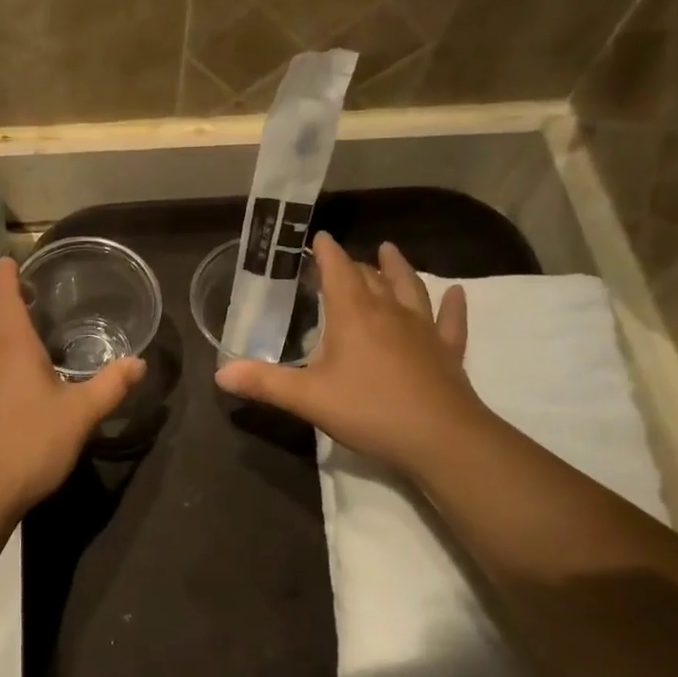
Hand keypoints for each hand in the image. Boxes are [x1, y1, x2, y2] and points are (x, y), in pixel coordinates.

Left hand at [0, 258, 145, 520]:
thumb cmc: (28, 444)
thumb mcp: (79, 416)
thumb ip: (110, 387)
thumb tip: (139, 362)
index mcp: (10, 345)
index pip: (2, 294)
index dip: (6, 274)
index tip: (12, 260)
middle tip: (25, 295)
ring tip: (25, 333)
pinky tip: (14, 380)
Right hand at [215, 233, 488, 477]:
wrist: (440, 438)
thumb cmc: (369, 410)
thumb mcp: (307, 398)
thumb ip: (264, 383)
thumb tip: (220, 373)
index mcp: (353, 315)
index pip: (338, 271)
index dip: (327, 253)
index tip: (320, 237)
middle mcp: (389, 313)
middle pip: (371, 278)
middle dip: (354, 264)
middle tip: (342, 258)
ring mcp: (423, 331)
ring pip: (410, 290)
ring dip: (398, 269)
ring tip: (390, 251)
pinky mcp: (447, 352)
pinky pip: (450, 322)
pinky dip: (453, 305)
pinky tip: (457, 293)